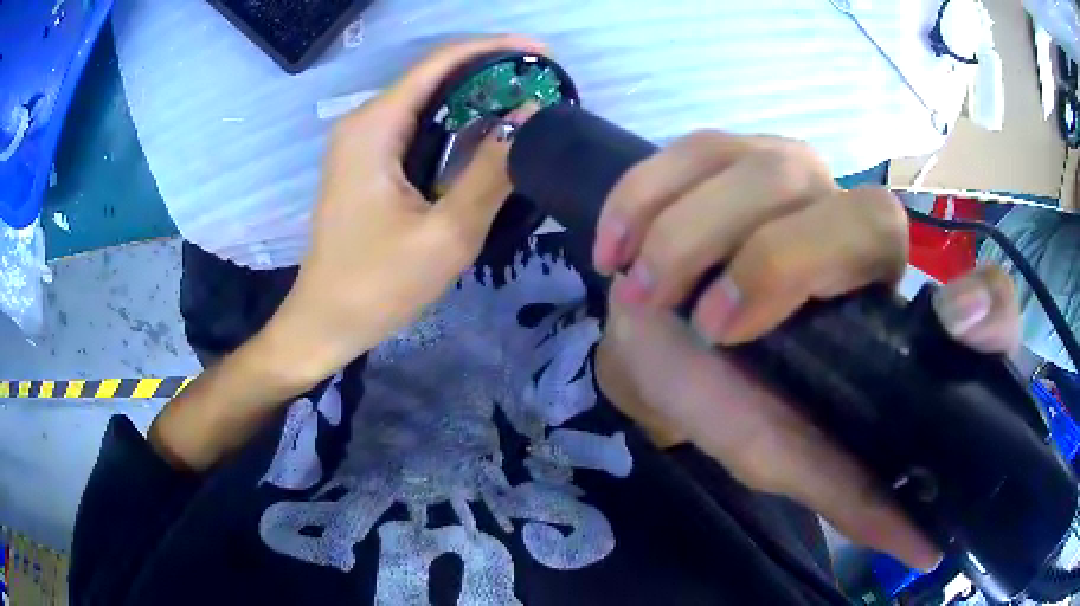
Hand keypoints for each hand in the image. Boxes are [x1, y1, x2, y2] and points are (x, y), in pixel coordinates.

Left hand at [267, 35, 545, 382]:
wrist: (325, 322)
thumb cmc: (378, 286)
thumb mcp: (446, 233)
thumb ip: (492, 172)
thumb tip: (530, 118)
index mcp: (374, 127)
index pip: (439, 63)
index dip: (493, 48)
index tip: (541, 52)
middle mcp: (363, 122)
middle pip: (432, 76)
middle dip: (488, 72)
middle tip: (542, 84)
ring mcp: (361, 143)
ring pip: (425, 102)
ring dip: (474, 98)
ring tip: (526, 105)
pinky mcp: (366, 164)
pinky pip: (416, 128)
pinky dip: (454, 124)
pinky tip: (486, 136)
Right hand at [593, 132, 1019, 570]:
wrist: (656, 345)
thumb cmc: (730, 400)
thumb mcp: (792, 457)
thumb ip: (855, 496)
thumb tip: (926, 553)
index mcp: (891, 309)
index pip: (978, 297)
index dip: (987, 309)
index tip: (955, 324)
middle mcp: (860, 227)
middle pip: (864, 216)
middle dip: (780, 265)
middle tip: (711, 323)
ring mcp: (791, 172)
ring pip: (769, 172)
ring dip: (692, 237)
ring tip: (645, 292)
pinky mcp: (724, 149)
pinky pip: (691, 152)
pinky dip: (643, 198)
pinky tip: (615, 248)